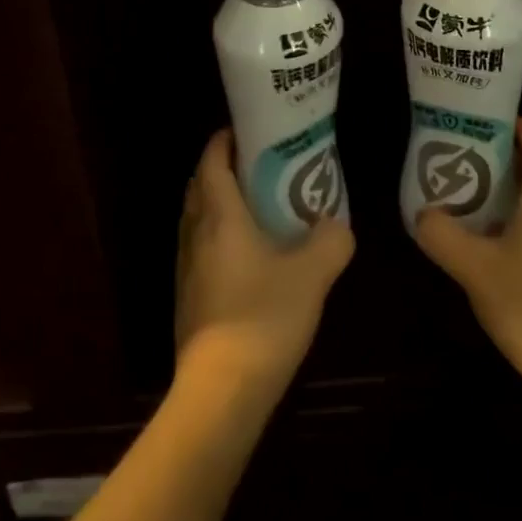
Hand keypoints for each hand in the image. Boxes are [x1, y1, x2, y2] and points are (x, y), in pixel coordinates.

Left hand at [174, 129, 352, 401]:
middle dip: (224, 167)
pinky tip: (246, 255)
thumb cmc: (263, 317)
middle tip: (260, 165)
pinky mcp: (187, 294)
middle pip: (201, 184)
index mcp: (219, 214)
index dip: (226, 138)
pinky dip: (217, 234)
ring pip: (197, 216)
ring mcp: (185, 265)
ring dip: (218, 202)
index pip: (212, 159)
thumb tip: (336, 224)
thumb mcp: (311, 275)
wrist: (220, 390)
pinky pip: (199, 246)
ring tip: (257, 206)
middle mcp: (194, 231)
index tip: (249, 130)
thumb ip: (330, 241)